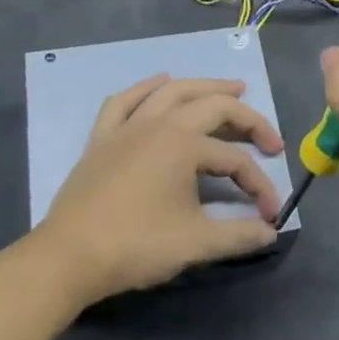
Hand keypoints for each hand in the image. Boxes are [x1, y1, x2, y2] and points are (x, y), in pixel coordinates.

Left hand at [36, 75, 283, 305]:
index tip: (270, 215)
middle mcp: (160, 124)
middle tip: (269, 137)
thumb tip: (270, 234)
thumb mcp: (196, 243)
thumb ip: (238, 235)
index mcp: (185, 145)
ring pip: (172, 92)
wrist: (68, 258)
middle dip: (248, 119)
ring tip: (230, 88)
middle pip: (213, 107)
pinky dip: (145, 87)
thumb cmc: (135, 245)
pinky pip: (125, 101)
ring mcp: (128, 127)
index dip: (259, 186)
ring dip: (205, 86)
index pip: (235, 160)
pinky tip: (160, 81)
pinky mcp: (102, 139)